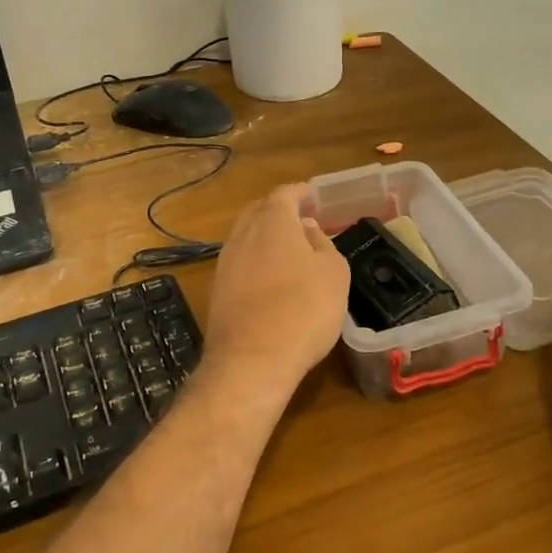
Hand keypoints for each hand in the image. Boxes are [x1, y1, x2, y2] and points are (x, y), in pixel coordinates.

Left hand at [202, 184, 349, 396]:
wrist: (252, 360)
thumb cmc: (304, 309)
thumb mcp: (334, 273)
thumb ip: (323, 244)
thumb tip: (307, 230)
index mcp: (273, 221)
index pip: (284, 194)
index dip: (301, 192)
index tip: (313, 195)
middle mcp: (242, 235)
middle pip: (258, 211)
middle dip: (279, 211)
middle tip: (301, 220)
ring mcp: (225, 264)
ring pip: (245, 238)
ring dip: (264, 237)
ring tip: (287, 250)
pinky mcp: (217, 292)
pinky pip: (238, 264)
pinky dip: (254, 262)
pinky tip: (269, 279)